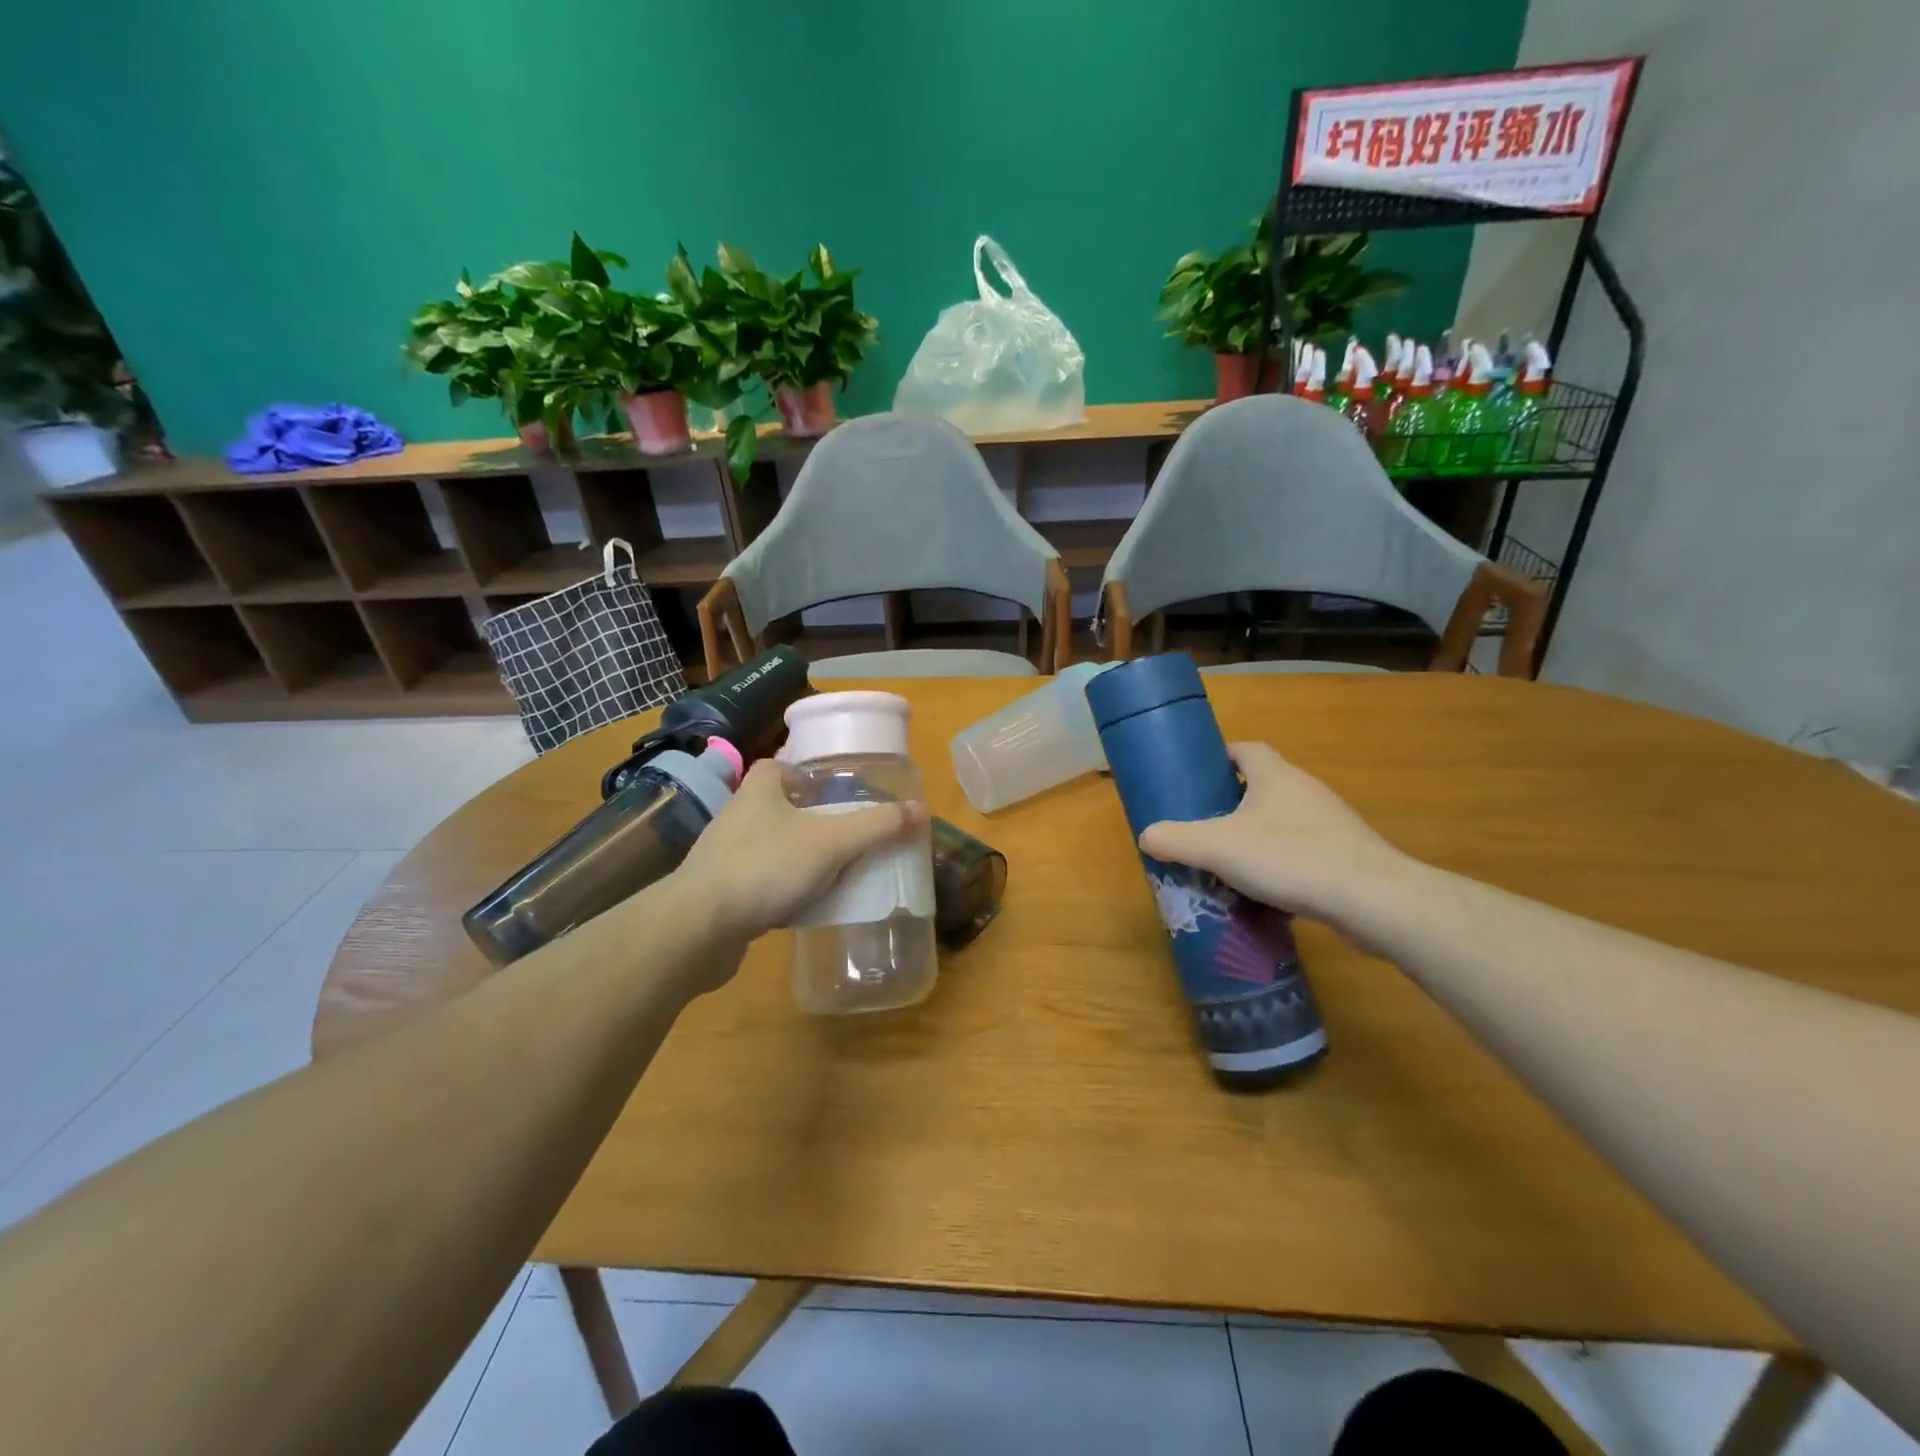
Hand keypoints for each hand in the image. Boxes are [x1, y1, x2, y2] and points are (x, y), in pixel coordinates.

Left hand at [675, 760, 925, 945]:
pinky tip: (802, 908)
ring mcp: (722, 857)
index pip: (777, 766)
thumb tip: (921, 809)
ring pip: (767, 847)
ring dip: (795, 857)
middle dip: (806, 819)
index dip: (804, 774)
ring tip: (830, 872)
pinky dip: (779, 891)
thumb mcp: (832, 842)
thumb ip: (876, 826)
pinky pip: (757, 884)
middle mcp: (736, 817)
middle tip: (842, 835)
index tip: (832, 793)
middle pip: (775, 807)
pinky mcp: (717, 894)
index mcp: (758, 791)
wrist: (699, 927)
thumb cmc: (766, 867)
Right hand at [1138, 742, 1420, 932]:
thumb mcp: (1218, 847)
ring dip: (1256, 838)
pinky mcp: (1346, 856)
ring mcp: (1331, 823)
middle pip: (1261, 786)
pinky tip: (1265, 894)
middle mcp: (1305, 790)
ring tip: (1228, 864)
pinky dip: (1282, 865)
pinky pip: (1303, 852)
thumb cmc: (1290, 857)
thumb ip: (1176, 840)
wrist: (1371, 899)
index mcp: (1275, 775)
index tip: (1196, 779)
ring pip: (1282, 822)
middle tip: (1202, 827)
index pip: (1245, 749)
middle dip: (1231, 805)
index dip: (1219, 758)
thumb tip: (1146, 836)